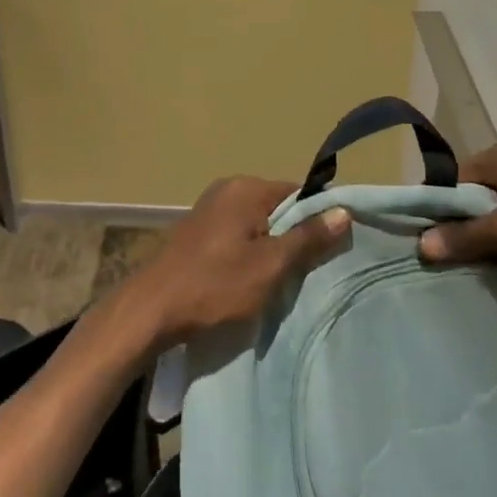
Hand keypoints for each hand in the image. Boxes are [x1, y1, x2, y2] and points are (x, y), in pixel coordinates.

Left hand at [111, 177, 350, 351]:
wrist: (153, 309)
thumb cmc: (215, 285)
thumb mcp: (270, 264)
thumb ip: (307, 238)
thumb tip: (343, 211)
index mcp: (245, 188)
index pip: (298, 193)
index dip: (319, 218)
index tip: (334, 248)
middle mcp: (226, 189)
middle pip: (278, 208)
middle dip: (296, 236)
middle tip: (311, 270)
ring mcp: (209, 210)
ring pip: (258, 224)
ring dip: (273, 248)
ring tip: (285, 279)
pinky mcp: (198, 232)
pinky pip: (238, 235)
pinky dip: (251, 253)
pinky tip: (254, 279)